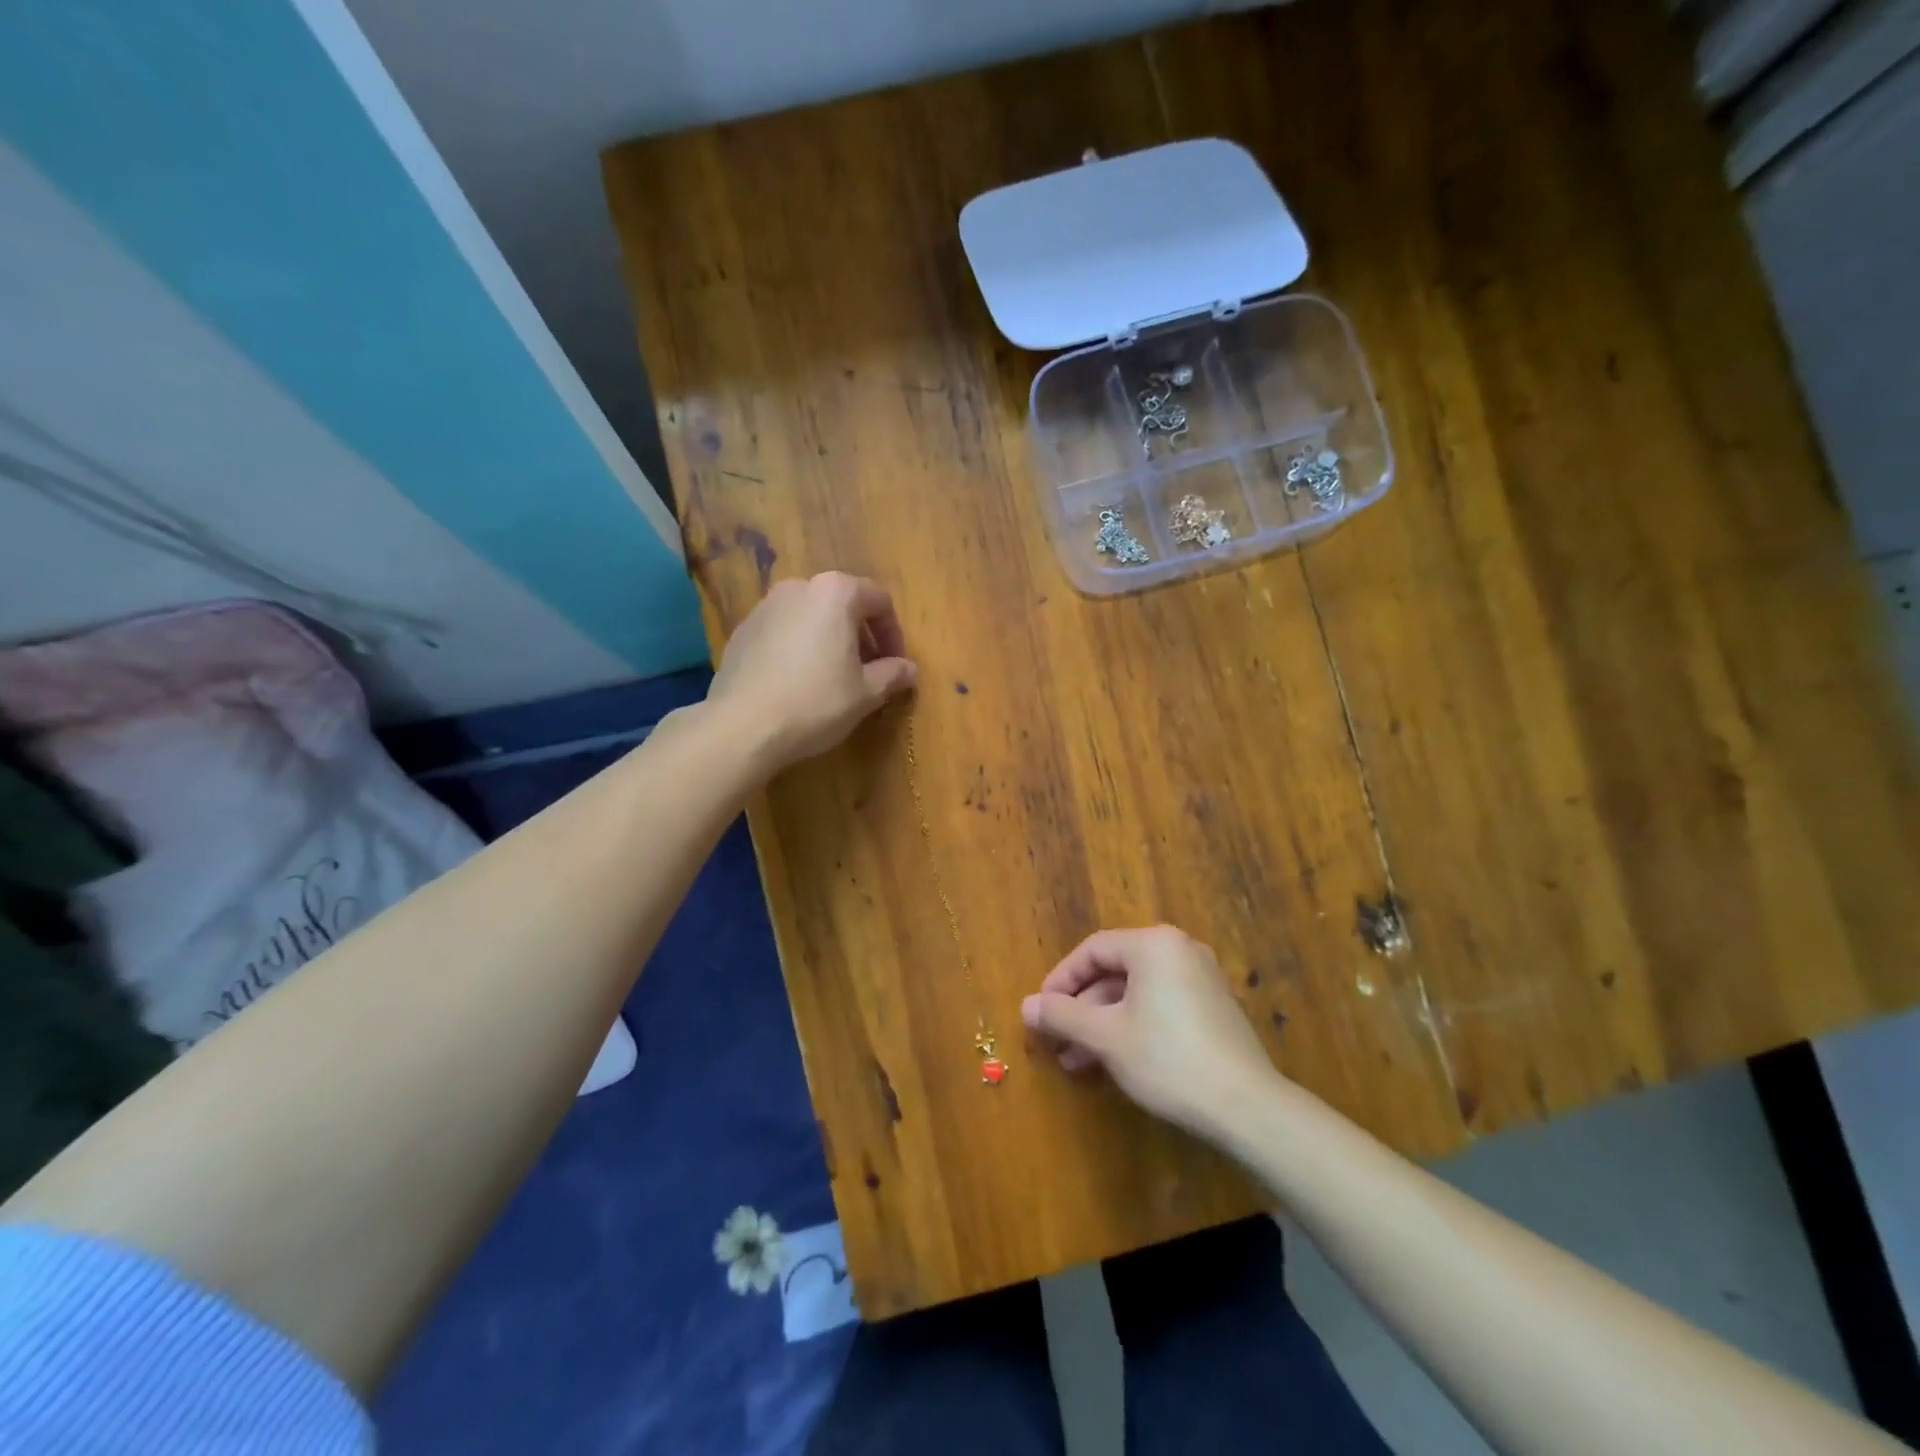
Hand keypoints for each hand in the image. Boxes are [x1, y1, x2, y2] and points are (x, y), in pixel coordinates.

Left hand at [708, 572, 916, 773]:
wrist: (742, 726)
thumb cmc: (816, 702)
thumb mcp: (865, 693)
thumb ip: (892, 674)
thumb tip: (909, 669)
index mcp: (835, 593)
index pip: (879, 600)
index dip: (894, 634)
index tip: (896, 666)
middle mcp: (798, 587)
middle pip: (842, 604)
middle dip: (861, 636)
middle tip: (869, 671)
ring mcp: (764, 607)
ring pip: (810, 617)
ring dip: (829, 641)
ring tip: (834, 678)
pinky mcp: (741, 631)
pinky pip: (783, 632)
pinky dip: (799, 649)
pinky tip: (798, 684)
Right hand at [1022, 926, 1280, 1140]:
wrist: (1246, 1106)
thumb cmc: (1167, 1059)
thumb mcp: (1105, 1037)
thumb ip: (1062, 1016)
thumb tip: (1026, 1006)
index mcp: (1154, 945)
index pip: (1093, 950)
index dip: (1061, 980)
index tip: (1041, 1011)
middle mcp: (1180, 950)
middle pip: (1115, 971)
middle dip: (1081, 1008)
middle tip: (1057, 1041)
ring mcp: (1202, 978)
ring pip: (1136, 993)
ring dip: (1103, 1023)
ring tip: (1077, 1061)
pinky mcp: (1214, 1008)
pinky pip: (1160, 1005)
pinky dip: (1132, 1026)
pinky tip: (1114, 1061)